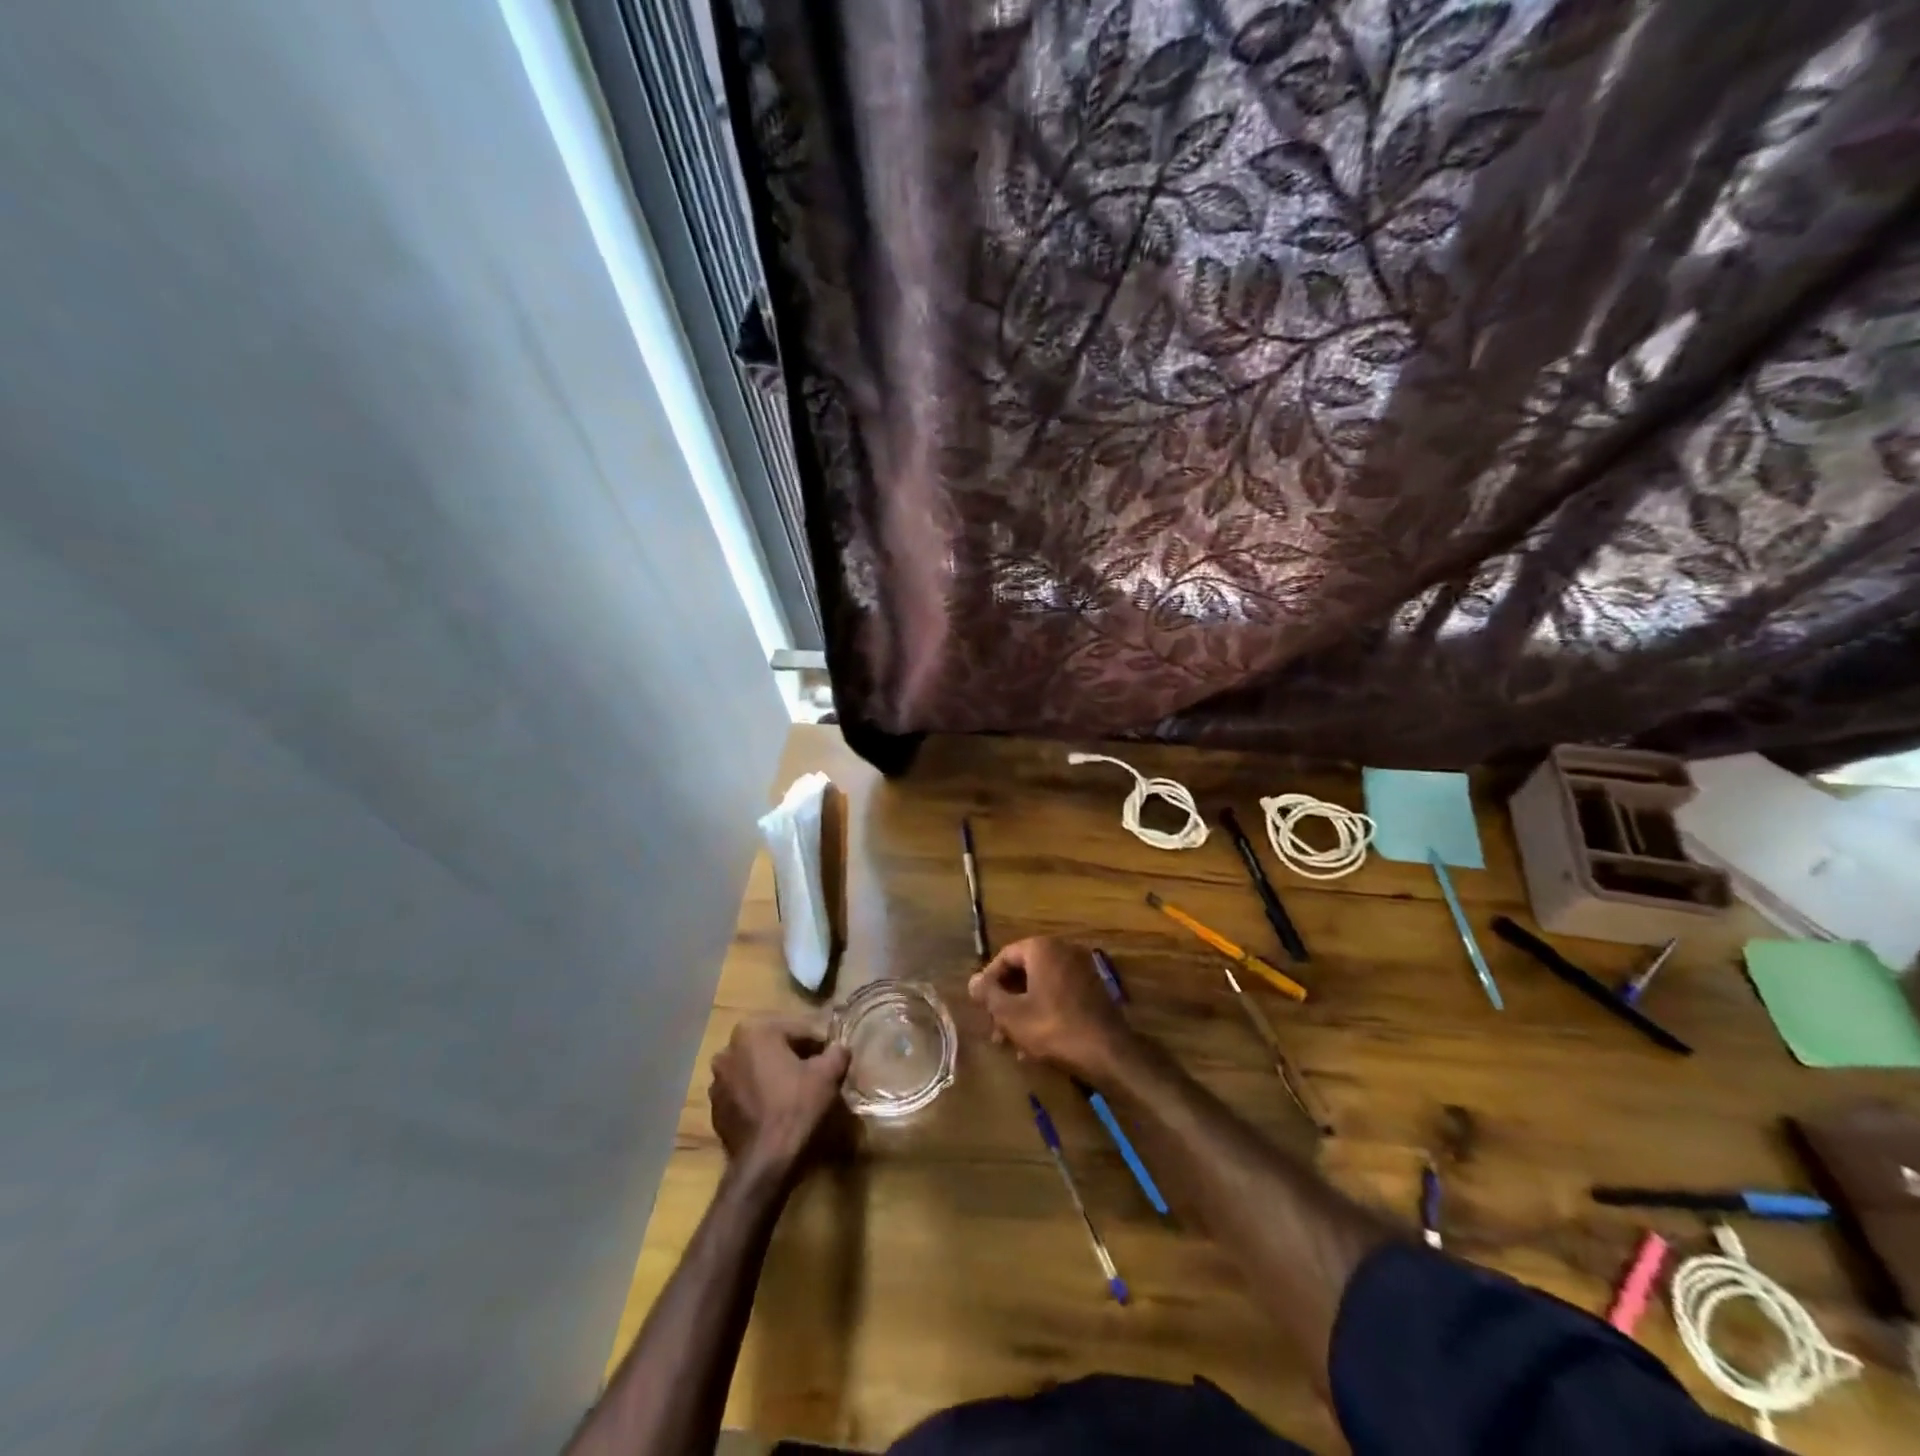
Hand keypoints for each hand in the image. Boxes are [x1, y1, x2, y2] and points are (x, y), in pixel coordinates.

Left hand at [708, 1017, 850, 1178]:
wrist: (765, 1162)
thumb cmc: (796, 1107)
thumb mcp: (828, 1075)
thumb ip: (837, 1052)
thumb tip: (839, 1047)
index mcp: (754, 1032)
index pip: (796, 1030)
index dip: (817, 1044)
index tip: (830, 1059)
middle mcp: (728, 1050)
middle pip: (772, 1047)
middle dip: (793, 1057)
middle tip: (815, 1073)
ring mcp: (717, 1081)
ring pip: (756, 1069)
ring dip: (774, 1075)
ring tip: (796, 1093)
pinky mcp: (715, 1109)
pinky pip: (744, 1092)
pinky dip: (759, 1095)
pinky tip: (776, 1110)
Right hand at [969, 936, 1136, 1079]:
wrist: (1108, 1053)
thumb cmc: (1053, 1028)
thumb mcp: (1011, 1014)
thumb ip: (988, 994)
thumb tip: (972, 981)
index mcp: (1042, 948)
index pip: (1005, 956)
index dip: (988, 981)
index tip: (980, 1006)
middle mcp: (1064, 951)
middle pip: (1024, 972)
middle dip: (1006, 1000)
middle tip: (995, 1028)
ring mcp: (1082, 970)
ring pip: (1040, 987)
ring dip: (1022, 1011)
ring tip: (1012, 1043)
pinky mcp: (1093, 991)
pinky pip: (1058, 996)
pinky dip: (1043, 1013)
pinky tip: (1034, 1046)